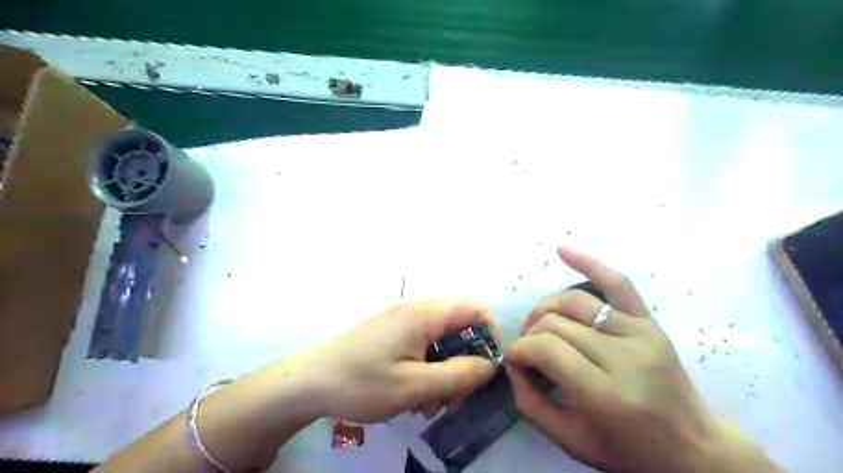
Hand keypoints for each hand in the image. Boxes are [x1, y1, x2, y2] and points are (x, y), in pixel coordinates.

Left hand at [302, 302, 498, 422]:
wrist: (309, 382)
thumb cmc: (362, 383)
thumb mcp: (415, 386)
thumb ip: (459, 375)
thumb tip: (490, 365)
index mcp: (424, 314)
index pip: (475, 309)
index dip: (488, 337)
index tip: (484, 370)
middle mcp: (415, 309)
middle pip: (458, 328)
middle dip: (463, 364)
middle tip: (452, 400)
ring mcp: (401, 320)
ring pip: (440, 340)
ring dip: (443, 371)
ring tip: (428, 405)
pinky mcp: (390, 332)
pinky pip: (422, 345)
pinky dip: (426, 368)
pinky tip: (412, 395)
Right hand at [503, 248, 772, 472]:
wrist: (694, 448)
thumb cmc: (629, 451)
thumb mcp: (571, 441)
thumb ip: (530, 402)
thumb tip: (513, 363)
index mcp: (606, 393)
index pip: (546, 348)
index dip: (520, 350)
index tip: (514, 361)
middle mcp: (624, 356)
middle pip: (556, 323)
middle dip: (529, 334)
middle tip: (527, 352)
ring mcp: (640, 332)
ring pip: (574, 301)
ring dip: (545, 309)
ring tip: (538, 325)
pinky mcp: (649, 321)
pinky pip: (617, 282)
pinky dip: (588, 262)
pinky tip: (562, 250)